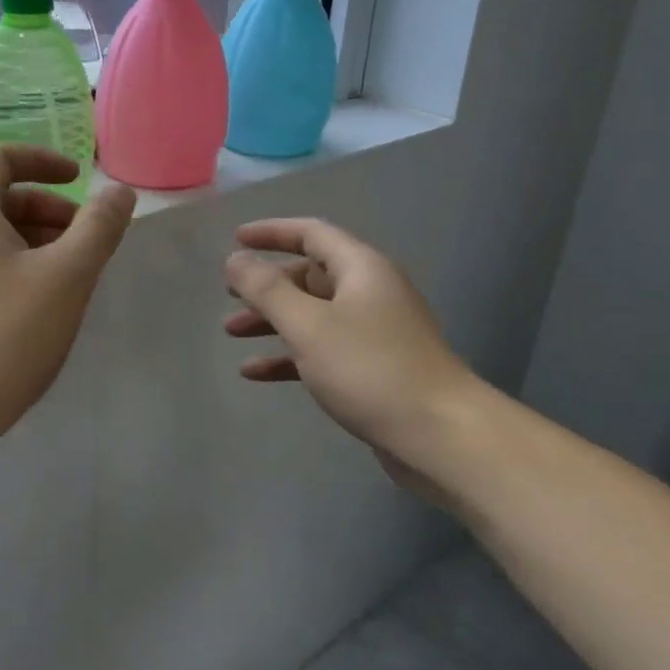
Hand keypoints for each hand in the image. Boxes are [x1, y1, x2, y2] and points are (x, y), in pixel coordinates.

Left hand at [0, 146, 135, 463]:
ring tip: (74, 278)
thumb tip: (119, 192)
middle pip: (1, 198)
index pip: (1, 158)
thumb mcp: (66, 276)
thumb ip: (98, 228)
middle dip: (50, 209)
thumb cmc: (4, 334)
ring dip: (39, 243)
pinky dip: (21, 271)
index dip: (43, 160)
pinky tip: (46, 310)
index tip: (80, 180)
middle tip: (87, 240)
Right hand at [223, 218, 483, 493]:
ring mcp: (373, 332)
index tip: (235, 240)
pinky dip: (288, 355)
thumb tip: (235, 260)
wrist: (440, 435)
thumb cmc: (370, 369)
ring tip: (232, 332)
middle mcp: (369, 293)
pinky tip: (255, 372)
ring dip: (272, 320)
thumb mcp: (307, 324)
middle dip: (267, 285)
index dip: (271, 233)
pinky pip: (321, 350)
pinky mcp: (372, 369)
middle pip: (309, 275)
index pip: (311, 233)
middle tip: (230, 295)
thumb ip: (266, 289)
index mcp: (361, 269)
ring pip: (312, 315)